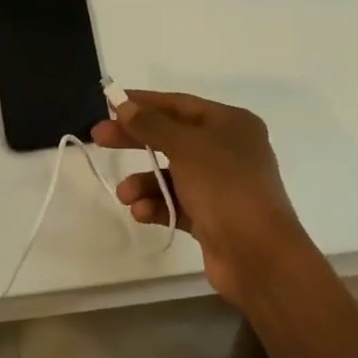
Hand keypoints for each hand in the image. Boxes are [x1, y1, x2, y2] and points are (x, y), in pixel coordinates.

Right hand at [91, 90, 309, 303]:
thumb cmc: (224, 186)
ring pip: (171, 174)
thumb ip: (151, 124)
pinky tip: (141, 212)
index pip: (179, 104)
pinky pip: (177, 203)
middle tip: (99, 138)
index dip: (143, 102)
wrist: (258, 255)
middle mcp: (228, 150)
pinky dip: (157, 205)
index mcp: (231, 124)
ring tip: (125, 195)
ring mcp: (221, 185)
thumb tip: (124, 105)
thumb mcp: (185, 147)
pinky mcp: (213, 217)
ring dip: (144, 182)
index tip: (110, 103)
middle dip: (135, 140)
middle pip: (171, 137)